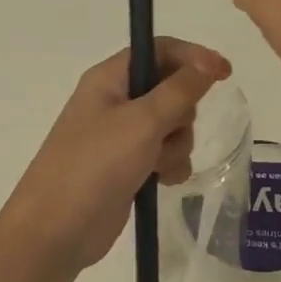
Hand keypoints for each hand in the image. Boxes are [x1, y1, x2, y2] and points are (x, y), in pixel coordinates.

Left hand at [2, 39, 231, 270]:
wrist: (56, 231)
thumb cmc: (95, 165)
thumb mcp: (142, 122)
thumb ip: (180, 89)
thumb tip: (209, 61)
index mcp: (110, 78)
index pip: (159, 50)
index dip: (193, 57)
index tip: (225, 74)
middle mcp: (115, 101)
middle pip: (171, 89)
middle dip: (182, 113)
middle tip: (168, 131)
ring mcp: (121, 136)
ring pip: (173, 126)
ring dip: (176, 144)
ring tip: (158, 164)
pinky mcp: (128, 166)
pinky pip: (165, 154)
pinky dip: (170, 166)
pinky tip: (160, 182)